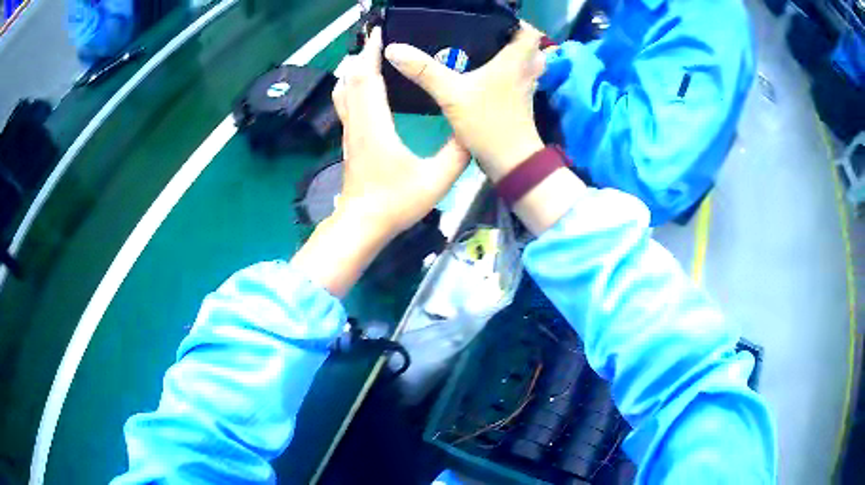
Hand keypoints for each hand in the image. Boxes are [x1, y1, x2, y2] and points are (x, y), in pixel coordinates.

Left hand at [291, 27, 469, 296]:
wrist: (362, 225)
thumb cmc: (395, 203)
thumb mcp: (436, 180)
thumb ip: (457, 153)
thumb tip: (471, 130)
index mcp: (374, 125)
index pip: (367, 78)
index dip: (371, 53)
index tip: (380, 33)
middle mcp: (357, 123)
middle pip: (352, 78)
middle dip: (363, 54)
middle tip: (380, 38)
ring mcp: (349, 132)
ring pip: (344, 91)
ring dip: (355, 69)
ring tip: (372, 56)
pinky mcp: (349, 140)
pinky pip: (346, 103)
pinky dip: (353, 85)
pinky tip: (366, 85)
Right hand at [384, 22, 545, 181]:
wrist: (510, 161)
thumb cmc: (487, 122)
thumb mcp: (451, 94)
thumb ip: (424, 70)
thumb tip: (394, 49)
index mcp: (515, 61)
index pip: (528, 32)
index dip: (516, 23)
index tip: (495, 20)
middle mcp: (525, 71)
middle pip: (532, 47)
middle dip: (515, 38)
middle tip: (490, 34)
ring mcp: (526, 89)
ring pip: (529, 64)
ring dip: (516, 56)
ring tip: (490, 51)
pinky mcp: (521, 103)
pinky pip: (521, 79)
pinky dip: (511, 73)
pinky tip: (489, 75)